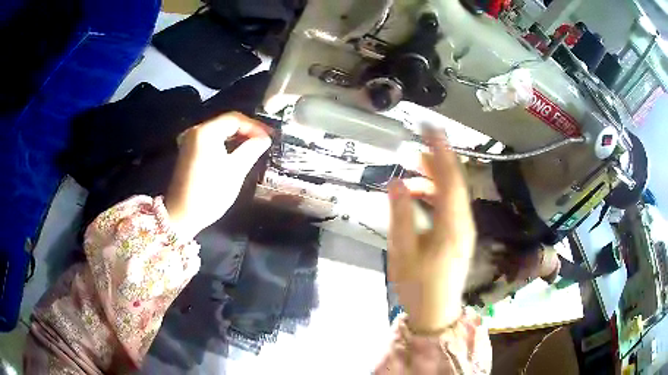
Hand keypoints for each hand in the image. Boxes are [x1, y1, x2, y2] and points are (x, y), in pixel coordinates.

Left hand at [165, 112, 271, 238]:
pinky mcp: (189, 151)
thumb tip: (264, 139)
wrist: (182, 215)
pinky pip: (211, 140)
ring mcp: (190, 141)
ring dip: (237, 137)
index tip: (270, 137)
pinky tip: (237, 152)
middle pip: (226, 122)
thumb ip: (251, 150)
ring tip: (255, 146)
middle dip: (247, 130)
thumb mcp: (235, 171)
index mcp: (206, 132)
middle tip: (265, 141)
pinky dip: (225, 143)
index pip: (235, 119)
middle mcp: (196, 131)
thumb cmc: (209, 193)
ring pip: (219, 131)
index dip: (255, 126)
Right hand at [387, 131, 475, 332]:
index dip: (440, 150)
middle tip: (412, 146)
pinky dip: (435, 192)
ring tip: (410, 169)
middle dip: (436, 159)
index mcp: (452, 226)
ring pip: (453, 192)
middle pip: (455, 181)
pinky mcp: (459, 233)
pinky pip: (450, 204)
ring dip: (434, 176)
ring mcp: (464, 228)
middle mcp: (464, 222)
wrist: (436, 312)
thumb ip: (400, 216)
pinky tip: (417, 194)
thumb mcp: (402, 253)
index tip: (429, 127)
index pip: (450, 178)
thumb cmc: (417, 286)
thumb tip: (396, 182)